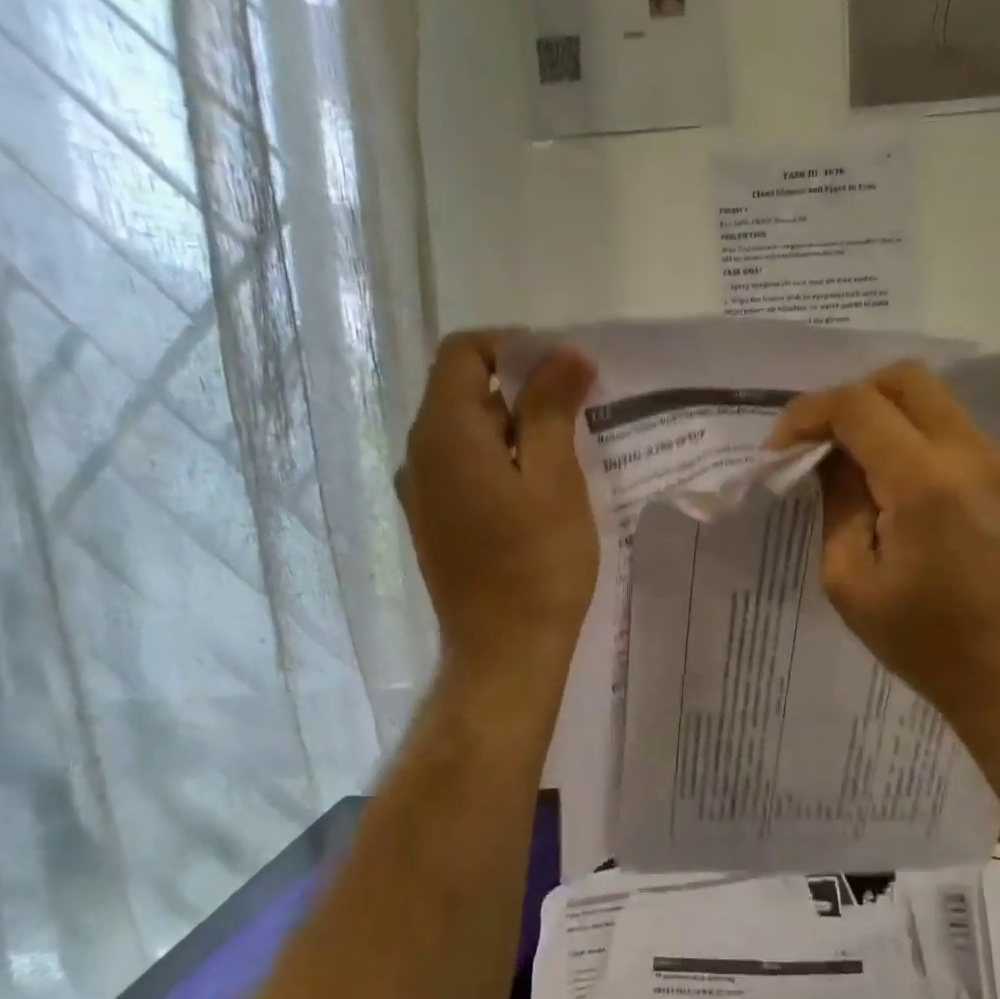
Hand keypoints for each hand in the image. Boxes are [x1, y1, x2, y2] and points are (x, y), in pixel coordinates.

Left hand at [399, 333, 599, 678]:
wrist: (505, 652)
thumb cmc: (538, 563)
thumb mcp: (555, 478)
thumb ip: (552, 408)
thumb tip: (565, 353)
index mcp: (444, 432)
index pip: (463, 352)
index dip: (514, 346)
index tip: (564, 370)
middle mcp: (419, 454)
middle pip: (465, 391)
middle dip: (523, 390)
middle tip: (580, 416)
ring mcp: (422, 492)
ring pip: (468, 434)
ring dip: (517, 430)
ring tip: (568, 457)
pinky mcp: (435, 522)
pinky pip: (465, 469)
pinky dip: (502, 462)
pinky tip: (541, 492)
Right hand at [770, 362, 999, 743]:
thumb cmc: (929, 644)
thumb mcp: (852, 583)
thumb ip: (838, 506)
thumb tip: (834, 463)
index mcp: (925, 480)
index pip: (857, 406)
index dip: (807, 415)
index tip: (779, 451)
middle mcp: (969, 454)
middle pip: (904, 379)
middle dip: (850, 398)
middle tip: (818, 444)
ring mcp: (997, 465)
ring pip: (932, 402)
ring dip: (883, 417)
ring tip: (850, 467)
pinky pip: (951, 433)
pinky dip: (911, 438)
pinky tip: (890, 487)